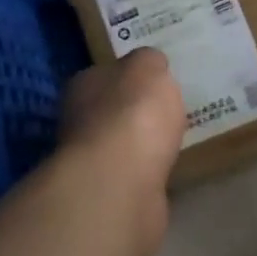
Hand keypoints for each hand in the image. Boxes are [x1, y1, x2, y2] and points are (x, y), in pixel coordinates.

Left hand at [60, 49, 185, 255]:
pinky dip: (150, 173)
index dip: (131, 77)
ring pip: (124, 146)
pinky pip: (137, 176)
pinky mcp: (111, 194)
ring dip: (144, 146)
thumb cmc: (133, 115)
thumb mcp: (149, 68)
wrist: (121, 183)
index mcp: (84, 85)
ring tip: (176, 141)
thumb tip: (151, 65)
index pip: (106, 74)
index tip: (157, 81)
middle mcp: (80, 122)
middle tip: (171, 112)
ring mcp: (93, 162)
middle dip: (137, 113)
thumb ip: (150, 62)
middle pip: (112, 111)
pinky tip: (170, 170)